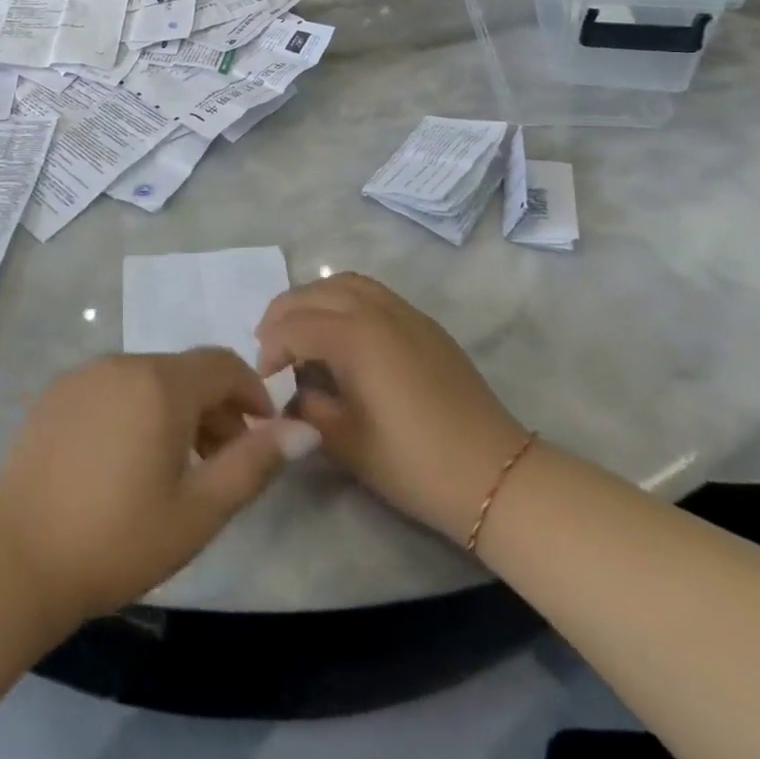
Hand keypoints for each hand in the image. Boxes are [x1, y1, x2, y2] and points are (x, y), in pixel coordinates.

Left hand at [0, 349, 317, 620]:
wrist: (16, 555)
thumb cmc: (118, 537)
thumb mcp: (198, 511)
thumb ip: (254, 463)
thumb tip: (304, 429)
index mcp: (161, 382)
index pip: (223, 363)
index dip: (253, 393)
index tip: (263, 436)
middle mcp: (123, 362)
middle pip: (186, 371)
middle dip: (216, 407)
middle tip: (223, 462)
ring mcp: (85, 373)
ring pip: (149, 378)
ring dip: (177, 409)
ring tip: (178, 466)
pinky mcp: (58, 392)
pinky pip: (114, 387)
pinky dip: (137, 408)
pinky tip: (127, 459)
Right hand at [256, 273, 527, 540]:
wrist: (495, 475)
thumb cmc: (414, 464)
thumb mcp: (345, 443)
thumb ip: (307, 407)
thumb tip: (292, 390)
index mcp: (354, 336)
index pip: (293, 327)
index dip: (270, 350)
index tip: (264, 379)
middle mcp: (375, 309)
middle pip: (313, 293)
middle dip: (283, 314)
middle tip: (269, 345)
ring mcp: (403, 311)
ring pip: (343, 283)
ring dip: (312, 299)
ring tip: (299, 328)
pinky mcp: (423, 322)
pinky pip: (371, 292)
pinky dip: (342, 298)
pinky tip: (340, 330)